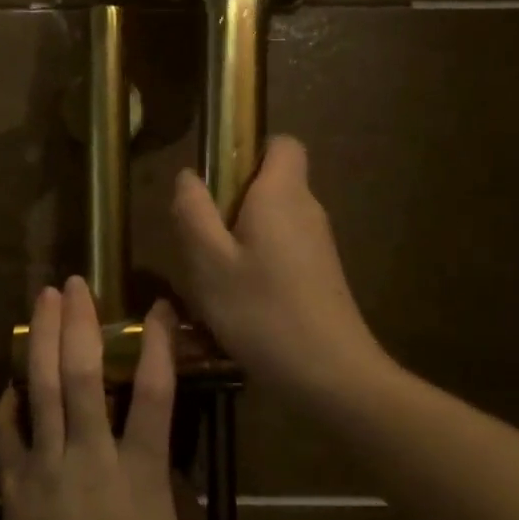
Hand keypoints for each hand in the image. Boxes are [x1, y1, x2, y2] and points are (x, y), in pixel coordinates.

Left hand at [0, 279, 184, 519]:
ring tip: (42, 302)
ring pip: (40, 389)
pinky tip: (9, 382)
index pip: (154, 393)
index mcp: (139, 471)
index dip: (156, 344)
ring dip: (41, 340)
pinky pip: (7, 433)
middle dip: (79, 323)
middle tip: (75, 284)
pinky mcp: (14, 486)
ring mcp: (46, 467)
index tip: (156, 307)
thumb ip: (172, 496)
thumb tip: (165, 463)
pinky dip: (7, 402)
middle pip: (81, 374)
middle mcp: (90, 455)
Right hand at [172, 135, 385, 402]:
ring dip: (238, 238)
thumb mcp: (208, 262)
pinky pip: (281, 251)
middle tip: (200, 240)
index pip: (281, 143)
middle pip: (270, 184)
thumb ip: (193, 212)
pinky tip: (237, 301)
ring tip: (211, 277)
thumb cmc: (261, 311)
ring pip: (271, 222)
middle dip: (230, 202)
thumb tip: (188, 176)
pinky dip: (257, 263)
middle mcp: (307, 210)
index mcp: (282, 194)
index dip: (248, 150)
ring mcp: (318, 245)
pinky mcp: (320, 275)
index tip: (215, 181)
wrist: (331, 376)